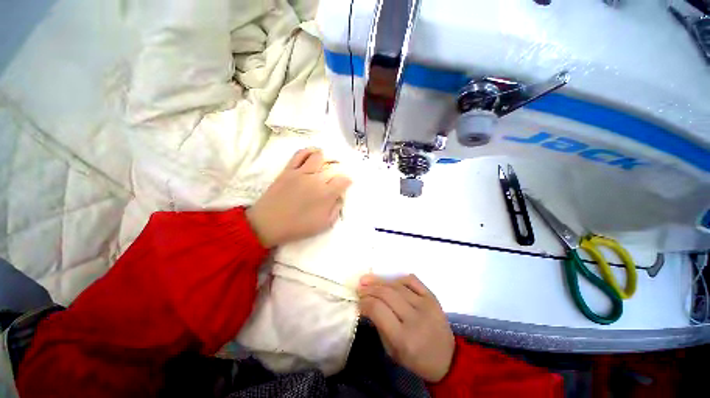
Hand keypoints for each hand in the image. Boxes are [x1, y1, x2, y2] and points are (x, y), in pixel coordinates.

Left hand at [246, 148, 351, 247]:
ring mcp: (301, 172)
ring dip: (325, 157)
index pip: (343, 180)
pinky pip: (299, 154)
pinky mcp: (288, 170)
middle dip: (339, 169)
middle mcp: (316, 179)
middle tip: (337, 174)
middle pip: (332, 167)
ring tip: (326, 161)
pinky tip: (312, 154)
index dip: (347, 181)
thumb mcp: (324, 225)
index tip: (346, 184)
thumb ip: (336, 210)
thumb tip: (339, 197)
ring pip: (318, 156)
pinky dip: (308, 151)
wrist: (268, 224)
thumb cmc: (298, 227)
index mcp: (326, 194)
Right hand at [357, 274, 454, 382]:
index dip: (364, 302)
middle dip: (369, 289)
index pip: (378, 310)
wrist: (447, 358)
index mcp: (403, 337)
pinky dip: (398, 278)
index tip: (358, 301)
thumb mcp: (392, 351)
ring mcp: (426, 305)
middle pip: (386, 294)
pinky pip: (412, 280)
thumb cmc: (416, 359)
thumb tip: (366, 304)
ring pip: (397, 286)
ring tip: (368, 280)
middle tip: (360, 288)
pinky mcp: (432, 297)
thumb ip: (379, 325)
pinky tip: (390, 281)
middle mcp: (415, 318)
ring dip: (380, 281)